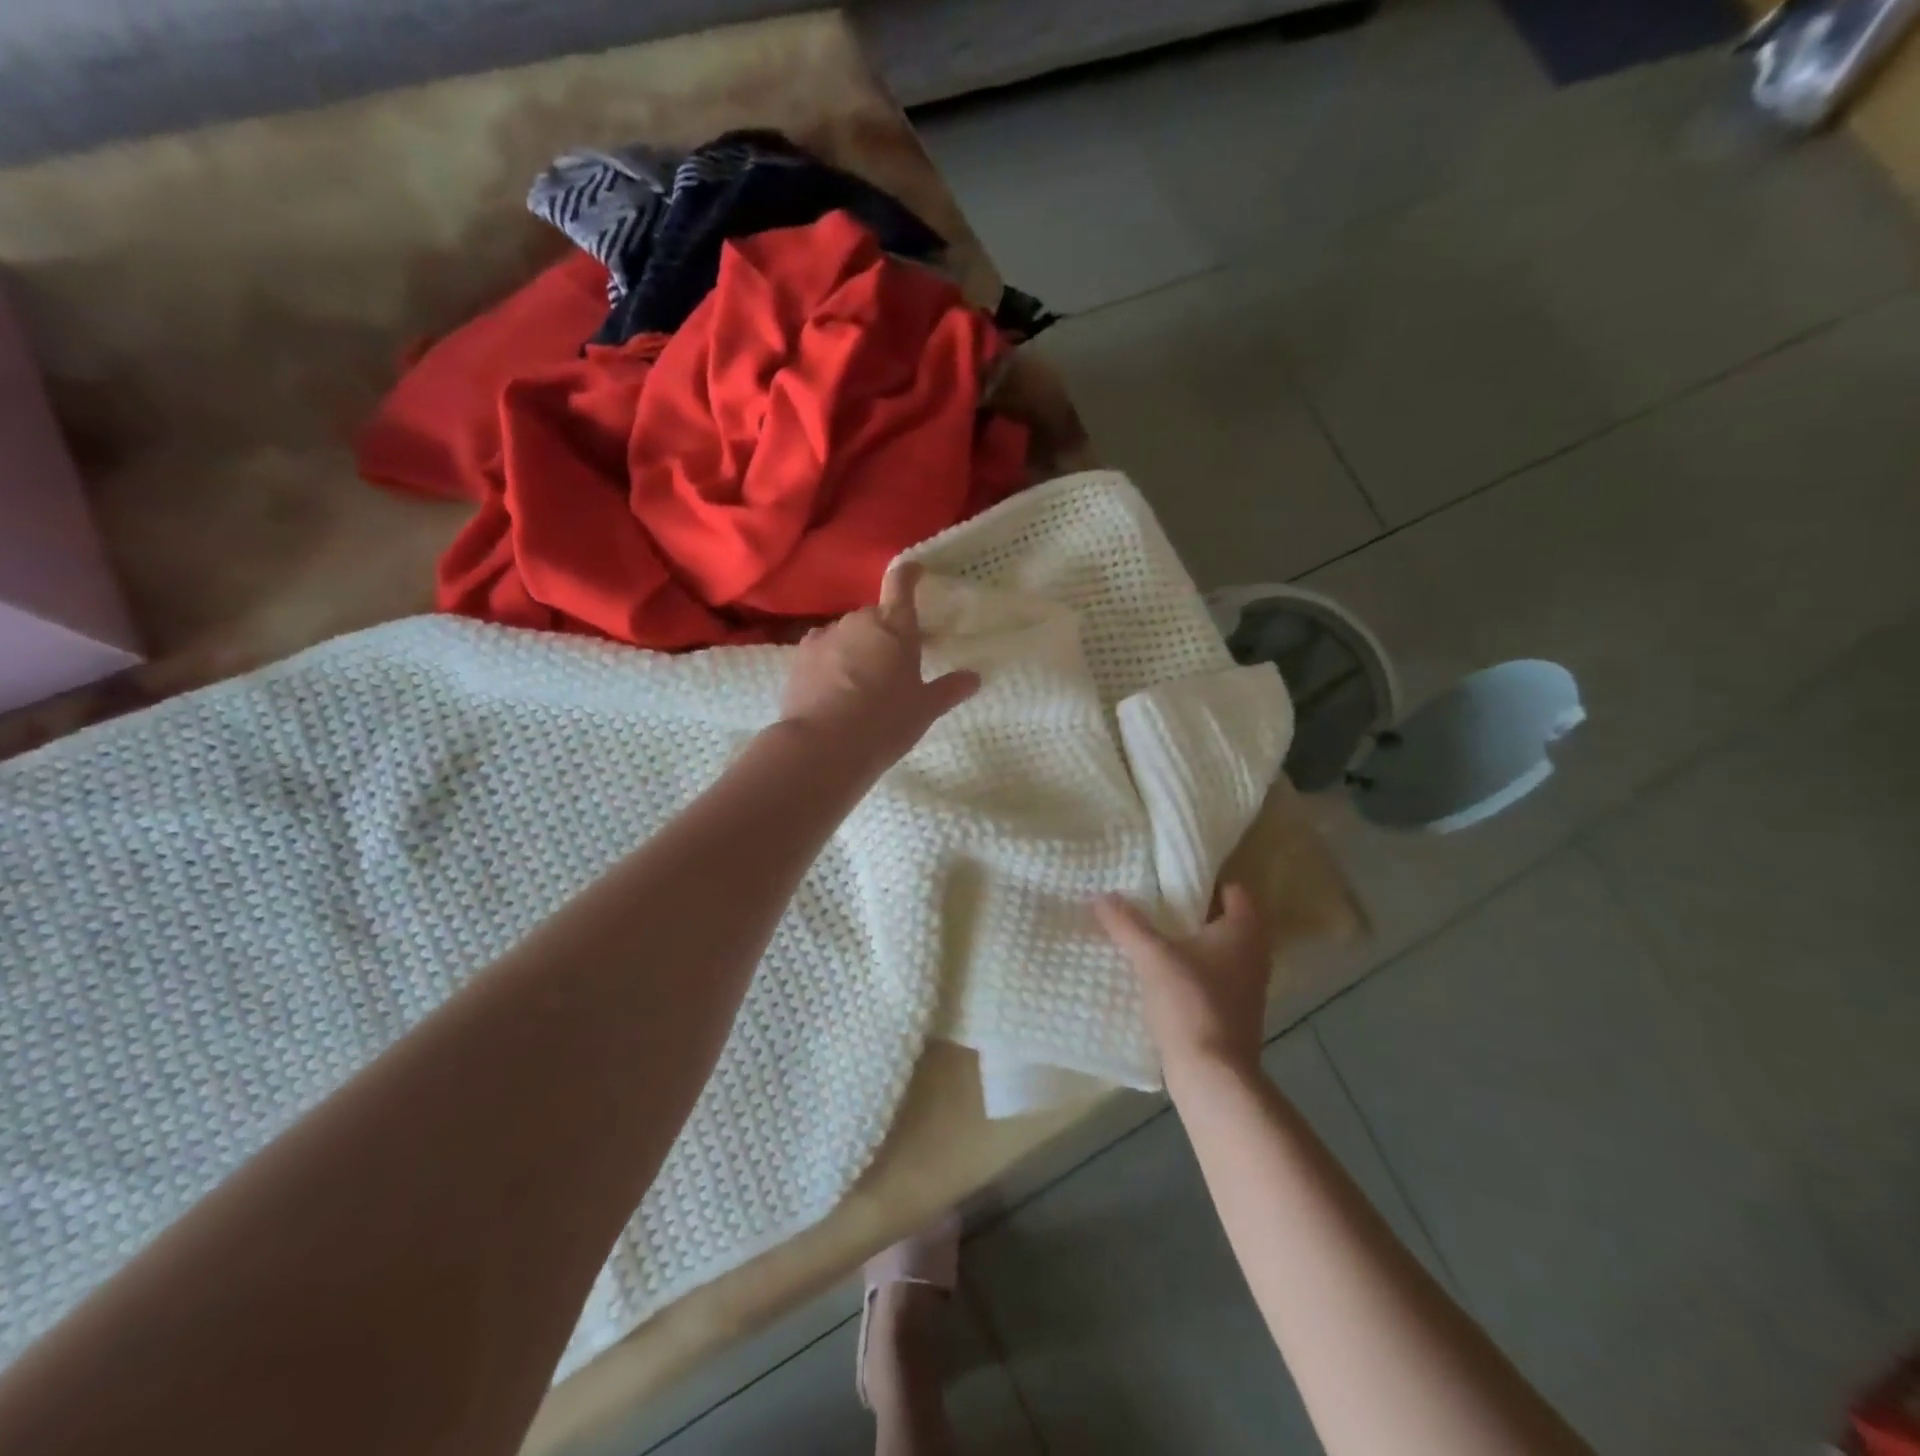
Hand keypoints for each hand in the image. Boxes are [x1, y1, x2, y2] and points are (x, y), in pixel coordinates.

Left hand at [779, 563, 979, 764]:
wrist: (822, 745)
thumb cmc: (884, 723)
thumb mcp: (924, 710)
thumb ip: (948, 690)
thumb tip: (973, 677)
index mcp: (895, 627)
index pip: (901, 584)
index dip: (909, 574)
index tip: (915, 571)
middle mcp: (859, 622)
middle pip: (875, 616)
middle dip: (886, 632)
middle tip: (896, 662)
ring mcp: (826, 636)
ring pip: (848, 633)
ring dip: (857, 647)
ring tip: (862, 682)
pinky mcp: (800, 656)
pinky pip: (823, 649)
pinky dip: (831, 660)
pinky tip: (835, 687)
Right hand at [1095, 884, 1273, 1081]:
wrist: (1213, 1075)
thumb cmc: (1191, 1003)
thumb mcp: (1153, 957)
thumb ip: (1127, 924)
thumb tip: (1101, 895)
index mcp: (1244, 931)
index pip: (1233, 889)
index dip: (1205, 880)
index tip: (1171, 878)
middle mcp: (1254, 954)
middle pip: (1224, 919)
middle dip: (1191, 911)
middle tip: (1154, 901)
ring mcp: (1246, 985)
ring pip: (1217, 950)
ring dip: (1189, 942)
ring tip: (1150, 934)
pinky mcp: (1234, 1011)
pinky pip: (1212, 976)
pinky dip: (1191, 970)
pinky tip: (1159, 973)